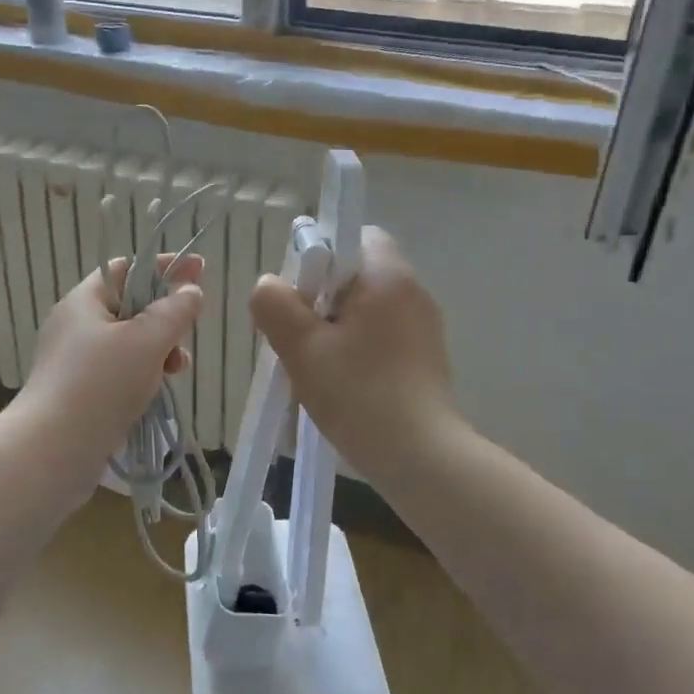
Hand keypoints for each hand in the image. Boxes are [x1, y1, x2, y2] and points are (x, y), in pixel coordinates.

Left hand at [9, 254, 203, 479]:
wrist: (52, 450)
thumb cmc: (101, 384)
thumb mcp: (147, 341)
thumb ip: (174, 311)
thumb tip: (190, 290)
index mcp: (84, 301)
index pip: (126, 268)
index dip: (163, 267)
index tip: (199, 271)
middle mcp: (75, 326)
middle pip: (130, 307)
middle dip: (164, 319)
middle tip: (185, 338)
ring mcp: (74, 362)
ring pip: (127, 344)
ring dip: (158, 352)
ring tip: (176, 371)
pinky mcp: (79, 393)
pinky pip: (118, 373)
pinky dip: (141, 376)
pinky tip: (155, 393)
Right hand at [249, 227, 459, 485]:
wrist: (421, 457)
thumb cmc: (359, 393)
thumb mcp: (302, 347)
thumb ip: (275, 305)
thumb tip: (269, 286)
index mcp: (388, 276)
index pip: (353, 235)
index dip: (319, 256)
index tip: (299, 294)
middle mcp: (413, 293)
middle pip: (355, 276)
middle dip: (320, 300)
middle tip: (298, 337)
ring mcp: (423, 328)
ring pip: (365, 311)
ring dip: (334, 330)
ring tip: (314, 368)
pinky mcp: (425, 359)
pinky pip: (380, 338)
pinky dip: (356, 351)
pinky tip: (341, 386)